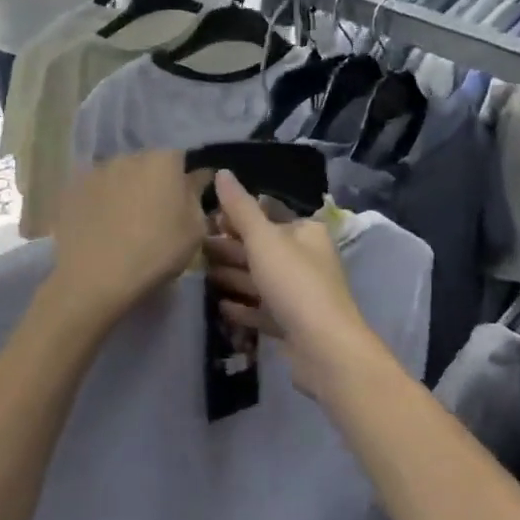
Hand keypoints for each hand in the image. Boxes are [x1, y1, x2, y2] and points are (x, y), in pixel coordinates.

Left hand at [44, 151, 206, 327]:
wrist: (96, 277)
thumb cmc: (156, 252)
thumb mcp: (194, 230)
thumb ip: (196, 196)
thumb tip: (195, 178)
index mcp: (163, 160)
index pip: (180, 159)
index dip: (183, 179)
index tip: (183, 201)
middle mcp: (128, 156)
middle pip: (146, 163)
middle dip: (152, 181)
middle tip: (154, 213)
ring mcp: (96, 171)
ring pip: (118, 175)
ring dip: (124, 190)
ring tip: (123, 222)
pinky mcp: (71, 189)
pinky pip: (94, 191)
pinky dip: (100, 202)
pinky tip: (100, 226)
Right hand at [205, 170, 379, 398]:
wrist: (323, 347)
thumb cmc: (294, 283)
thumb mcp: (263, 239)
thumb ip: (240, 208)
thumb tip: (222, 172)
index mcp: (306, 233)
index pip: (268, 215)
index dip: (238, 216)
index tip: (206, 219)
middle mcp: (306, 259)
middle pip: (262, 248)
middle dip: (230, 247)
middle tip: (195, 247)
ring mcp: (300, 294)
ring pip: (260, 280)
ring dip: (232, 276)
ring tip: (201, 274)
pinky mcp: (292, 324)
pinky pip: (262, 310)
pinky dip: (242, 306)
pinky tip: (220, 305)